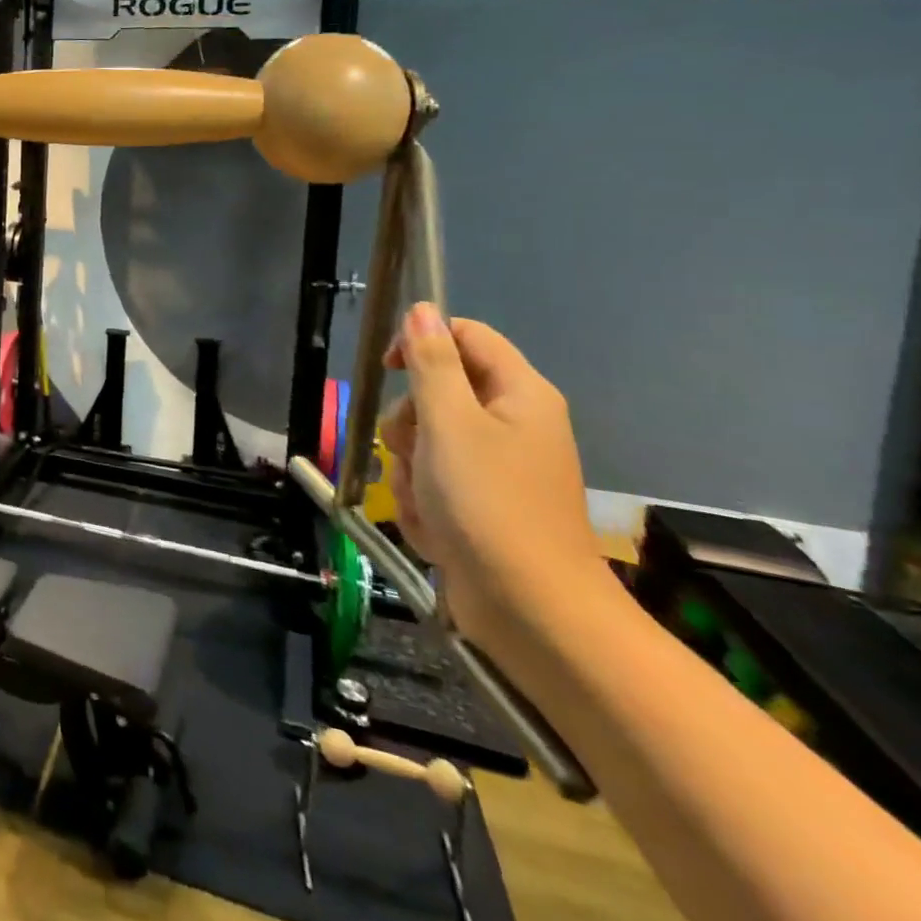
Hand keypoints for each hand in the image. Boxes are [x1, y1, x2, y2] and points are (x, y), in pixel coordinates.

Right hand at [380, 304, 604, 648]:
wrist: (530, 610)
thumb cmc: (489, 503)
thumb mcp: (449, 422)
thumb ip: (431, 363)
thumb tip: (422, 309)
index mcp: (519, 394)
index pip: (465, 335)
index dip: (422, 342)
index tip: (391, 369)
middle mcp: (512, 424)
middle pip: (436, 391)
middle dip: (409, 422)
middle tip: (417, 450)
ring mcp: (495, 469)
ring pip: (424, 441)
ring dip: (409, 468)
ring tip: (425, 499)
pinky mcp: (479, 506)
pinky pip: (430, 482)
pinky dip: (421, 501)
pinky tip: (434, 526)